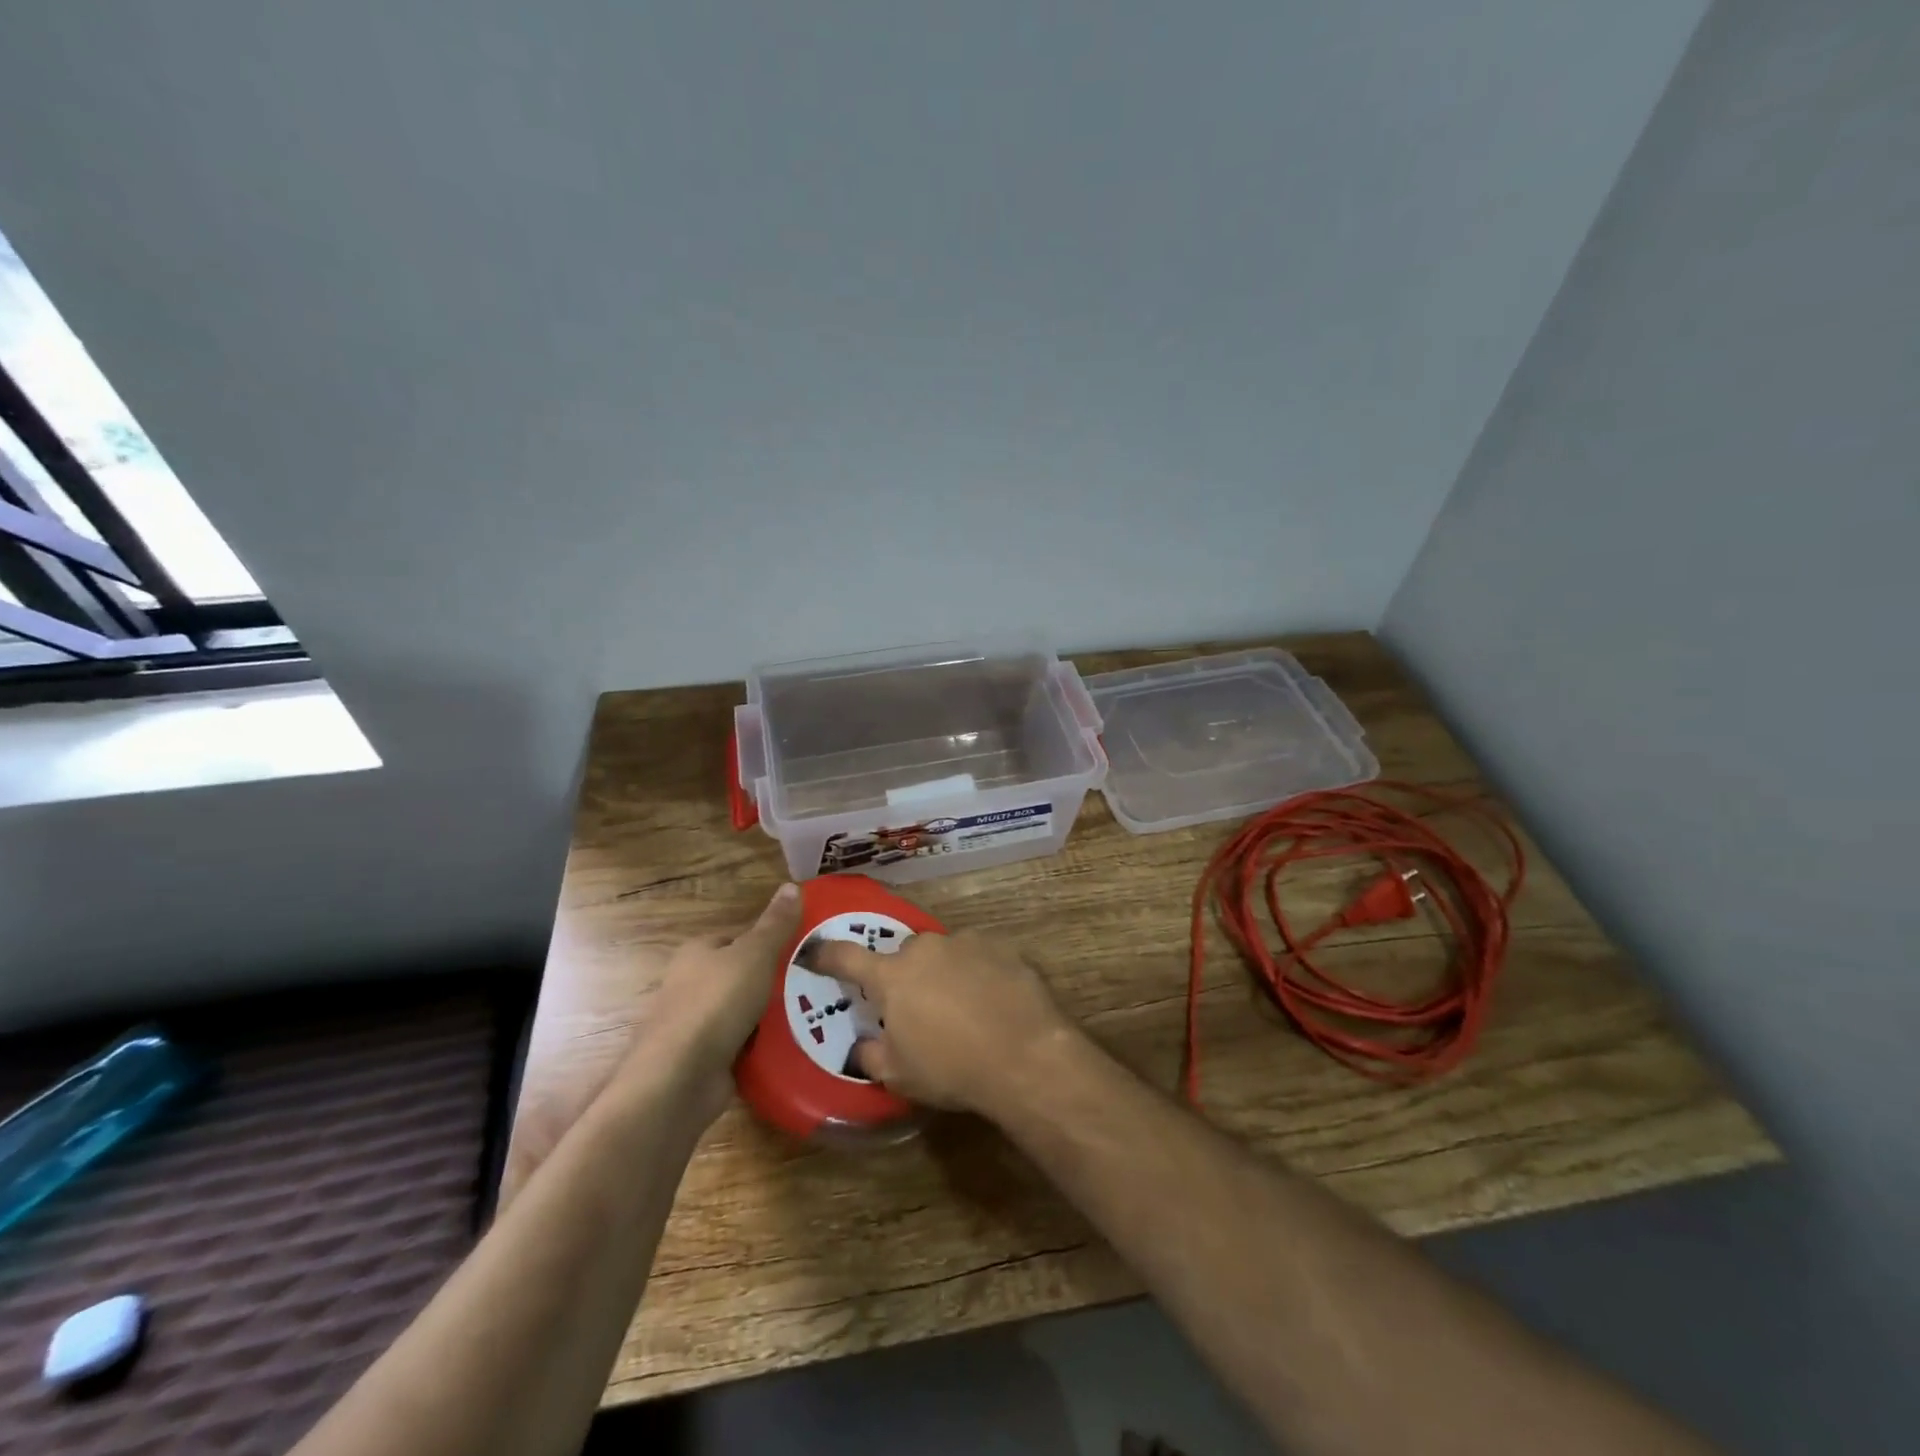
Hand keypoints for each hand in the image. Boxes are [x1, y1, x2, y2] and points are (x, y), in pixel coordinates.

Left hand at [625, 883, 800, 1124]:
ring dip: (775, 1015)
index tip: (807, 948)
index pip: (739, 937)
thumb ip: (775, 924)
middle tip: (819, 981)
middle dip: (777, 980)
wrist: (679, 1079)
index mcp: (698, 952)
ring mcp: (699, 1025)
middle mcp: (693, 984)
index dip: (772, 940)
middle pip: (744, 975)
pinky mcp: (708, 1060)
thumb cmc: (715, 1003)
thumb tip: (792, 885)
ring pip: (747, 1012)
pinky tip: (796, 1043)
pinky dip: (766, 1045)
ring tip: (819, 1012)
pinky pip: (746, 1045)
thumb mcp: (754, 954)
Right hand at [808, 928, 1075, 1112]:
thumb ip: (871, 1054)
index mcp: (892, 976)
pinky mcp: (1000, 946)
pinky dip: (978, 972)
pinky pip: (978, 956)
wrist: (1024, 1055)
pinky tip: (992, 1000)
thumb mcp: (899, 1075)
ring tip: (962, 1007)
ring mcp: (965, 942)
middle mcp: (925, 949)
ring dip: (943, 972)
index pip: (847, 958)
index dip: (827, 955)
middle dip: (904, 975)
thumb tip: (862, 1045)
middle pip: (904, 955)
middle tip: (917, 1007)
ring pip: (943, 953)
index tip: (816, 953)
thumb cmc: (952, 1068)